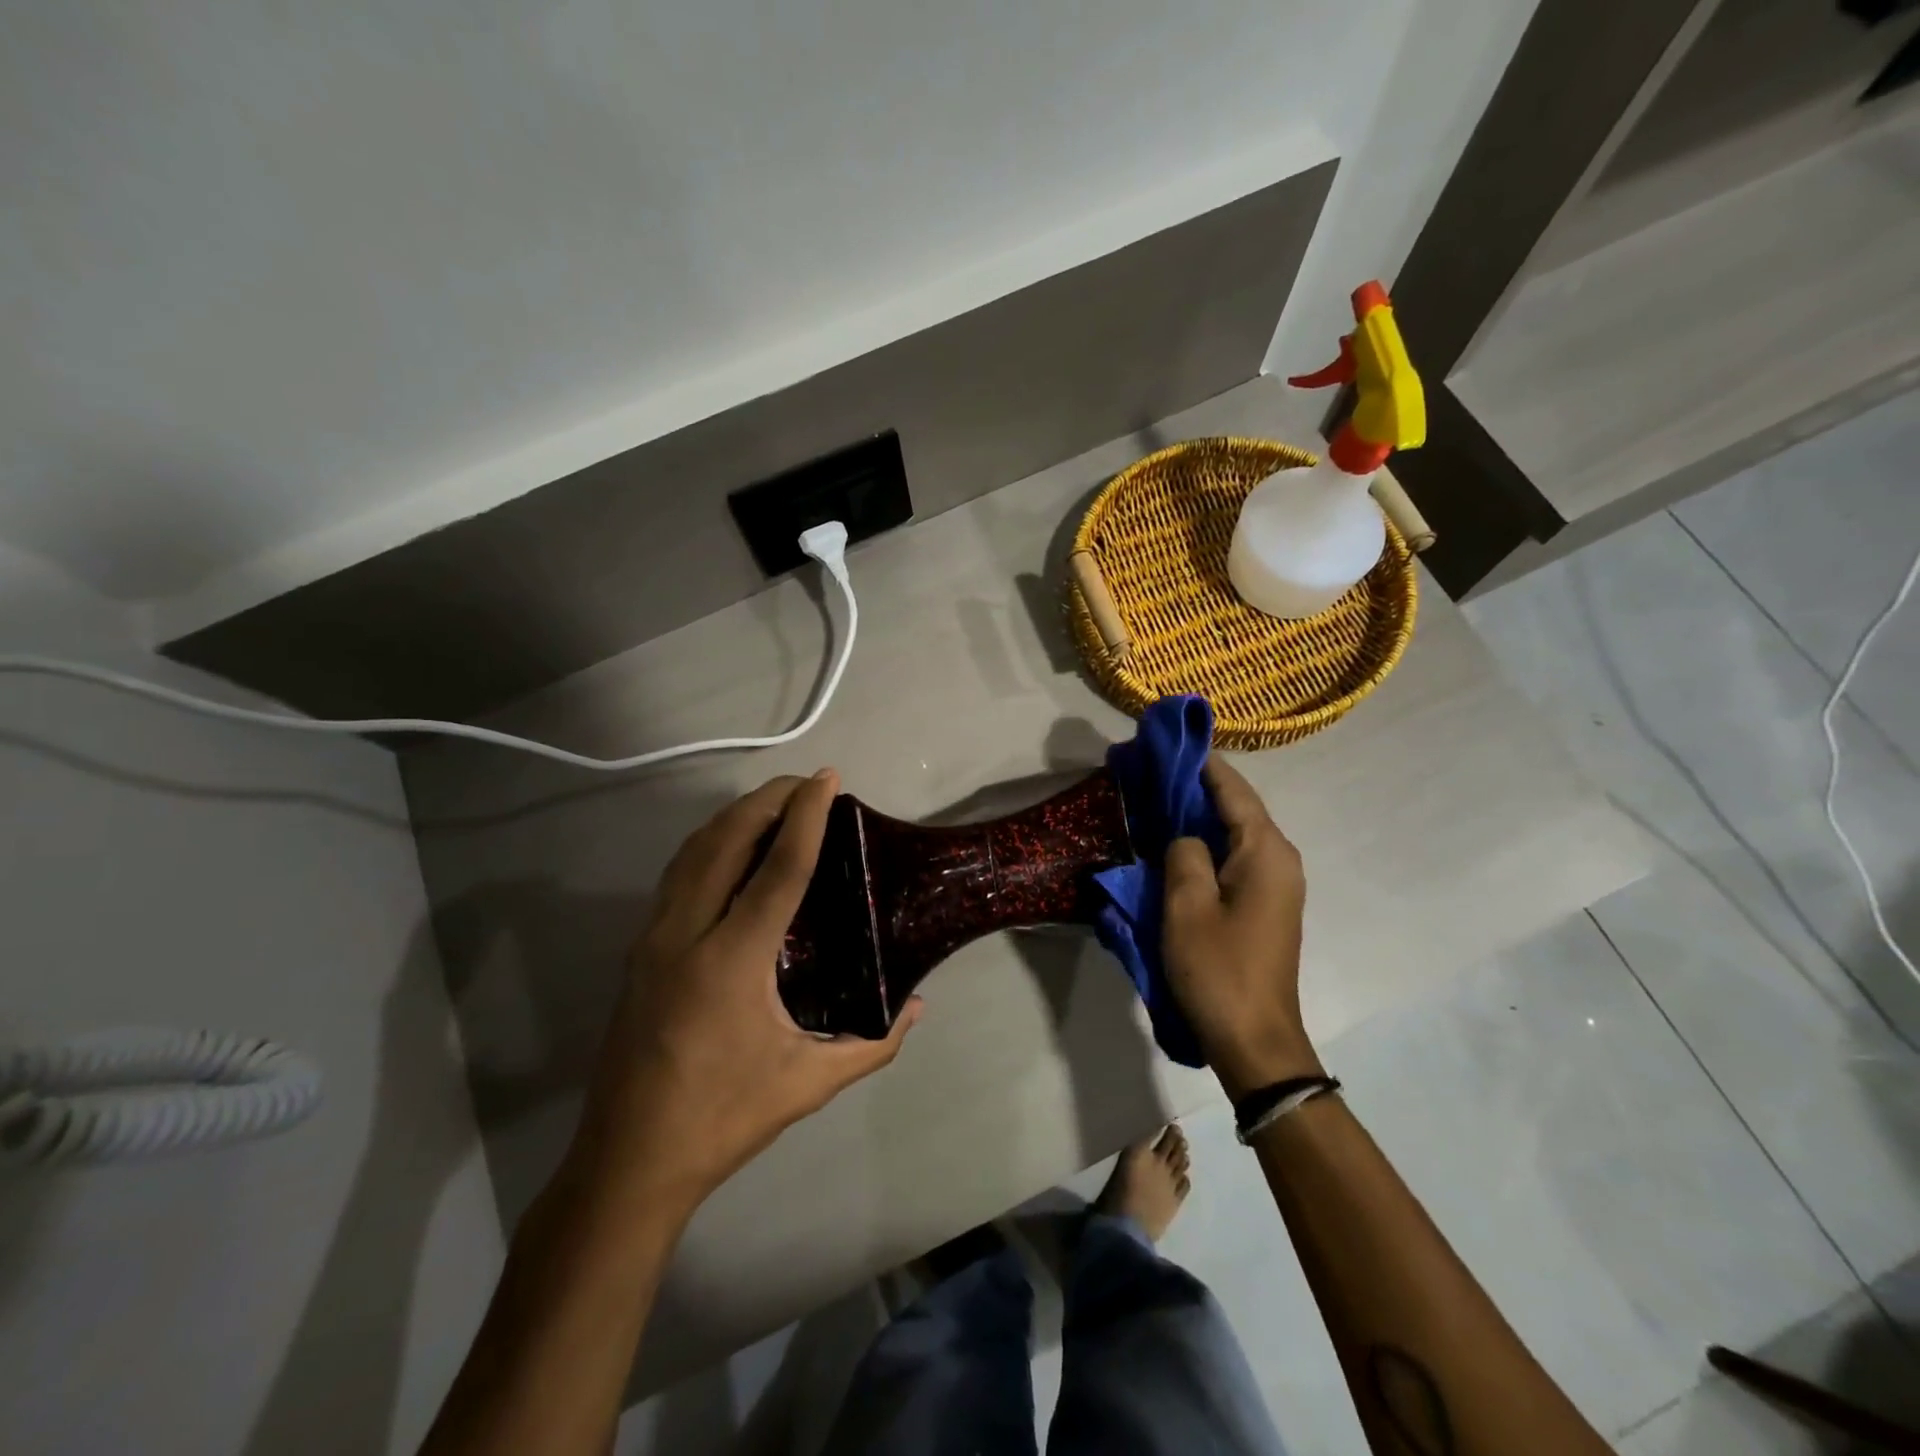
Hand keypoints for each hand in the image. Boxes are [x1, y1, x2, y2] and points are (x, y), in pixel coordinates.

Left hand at [568, 771, 919, 1215]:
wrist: (628, 1161)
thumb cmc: (722, 1119)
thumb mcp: (808, 1084)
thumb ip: (872, 1043)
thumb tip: (917, 1007)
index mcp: (731, 961)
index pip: (778, 869)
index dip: (806, 817)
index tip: (827, 781)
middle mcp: (685, 934)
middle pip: (725, 840)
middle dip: (767, 799)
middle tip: (806, 784)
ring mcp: (653, 939)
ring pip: (692, 851)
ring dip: (734, 816)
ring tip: (774, 804)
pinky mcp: (639, 950)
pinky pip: (677, 874)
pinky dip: (709, 844)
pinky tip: (731, 849)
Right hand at [1162, 757, 1320, 1098]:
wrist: (1255, 1041)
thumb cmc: (1219, 969)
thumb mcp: (1186, 905)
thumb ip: (1183, 854)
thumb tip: (1186, 838)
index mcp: (1266, 851)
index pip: (1232, 788)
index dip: (1199, 761)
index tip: (1165, 739)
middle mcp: (1278, 859)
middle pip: (1235, 806)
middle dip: (1194, 785)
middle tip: (1148, 769)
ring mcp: (1275, 883)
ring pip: (1232, 832)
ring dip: (1197, 815)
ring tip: (1154, 797)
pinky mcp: (1264, 904)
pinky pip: (1232, 857)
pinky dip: (1204, 843)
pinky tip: (1173, 843)